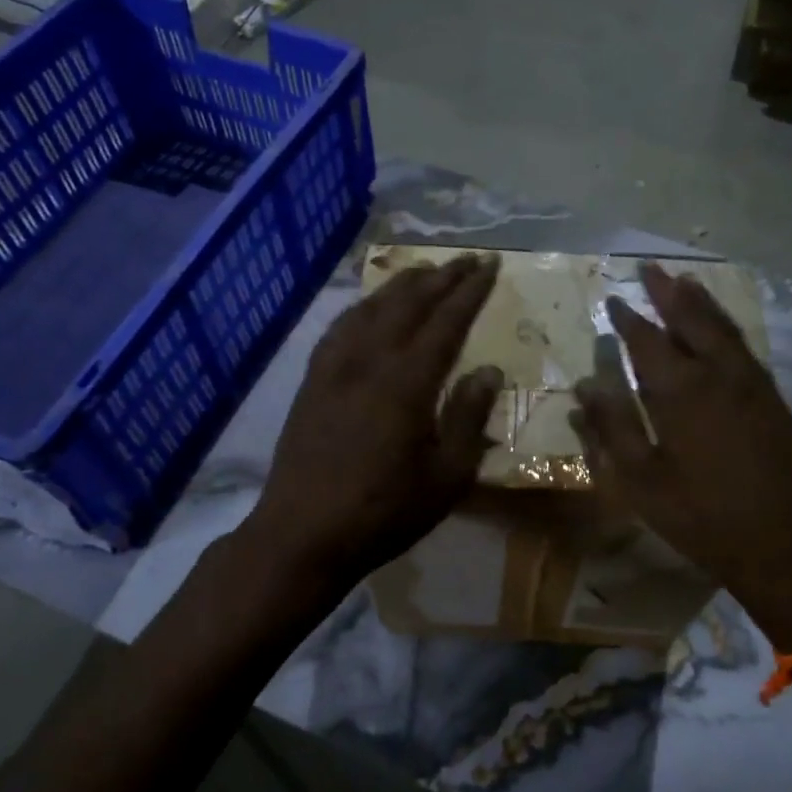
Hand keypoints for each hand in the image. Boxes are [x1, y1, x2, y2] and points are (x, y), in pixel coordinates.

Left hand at [245, 253, 501, 591]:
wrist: (302, 533)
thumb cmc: (384, 511)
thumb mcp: (446, 476)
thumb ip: (468, 417)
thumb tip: (488, 370)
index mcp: (407, 382)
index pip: (446, 321)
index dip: (470, 291)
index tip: (490, 265)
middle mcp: (369, 360)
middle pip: (409, 303)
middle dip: (441, 276)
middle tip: (466, 258)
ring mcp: (335, 367)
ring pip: (372, 308)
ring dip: (402, 284)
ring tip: (425, 271)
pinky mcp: (312, 380)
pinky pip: (340, 327)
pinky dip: (363, 306)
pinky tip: (369, 307)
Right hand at [571, 262, 791, 649]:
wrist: (780, 542)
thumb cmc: (699, 516)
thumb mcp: (640, 480)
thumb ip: (611, 428)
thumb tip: (585, 385)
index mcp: (681, 392)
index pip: (647, 340)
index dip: (628, 318)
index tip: (613, 298)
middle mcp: (718, 374)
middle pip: (691, 320)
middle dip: (668, 293)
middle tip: (650, 268)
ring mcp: (751, 383)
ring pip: (723, 328)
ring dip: (701, 302)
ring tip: (683, 281)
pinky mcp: (772, 398)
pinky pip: (744, 347)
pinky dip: (727, 326)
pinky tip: (719, 326)